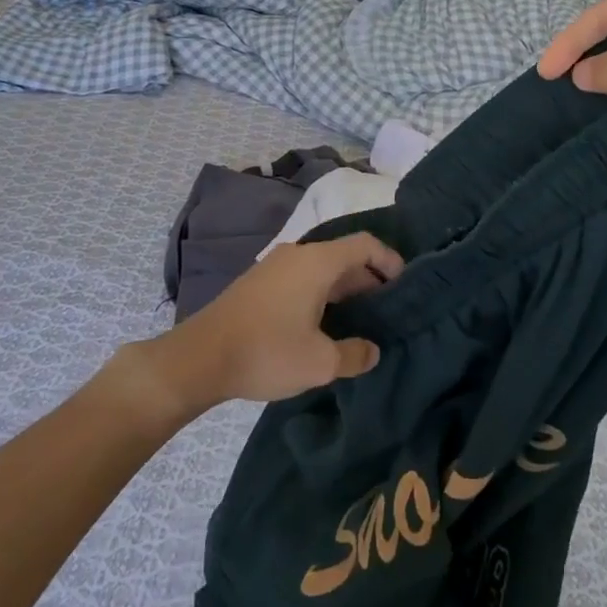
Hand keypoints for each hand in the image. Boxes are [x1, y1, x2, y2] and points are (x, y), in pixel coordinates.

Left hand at [138, 234, 402, 415]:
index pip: (365, 244)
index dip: (390, 259)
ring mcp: (276, 266)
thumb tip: (372, 350)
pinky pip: (303, 278)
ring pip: (323, 268)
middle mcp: (299, 254)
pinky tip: (324, 324)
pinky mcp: (260, 282)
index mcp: (318, 262)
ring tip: (362, 320)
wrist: (200, 357)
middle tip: (389, 310)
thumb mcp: (320, 362)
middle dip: (370, 279)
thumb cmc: (266, 351)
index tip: (406, 284)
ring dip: (345, 289)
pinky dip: (323, 293)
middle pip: (345, 255)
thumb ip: (355, 354)